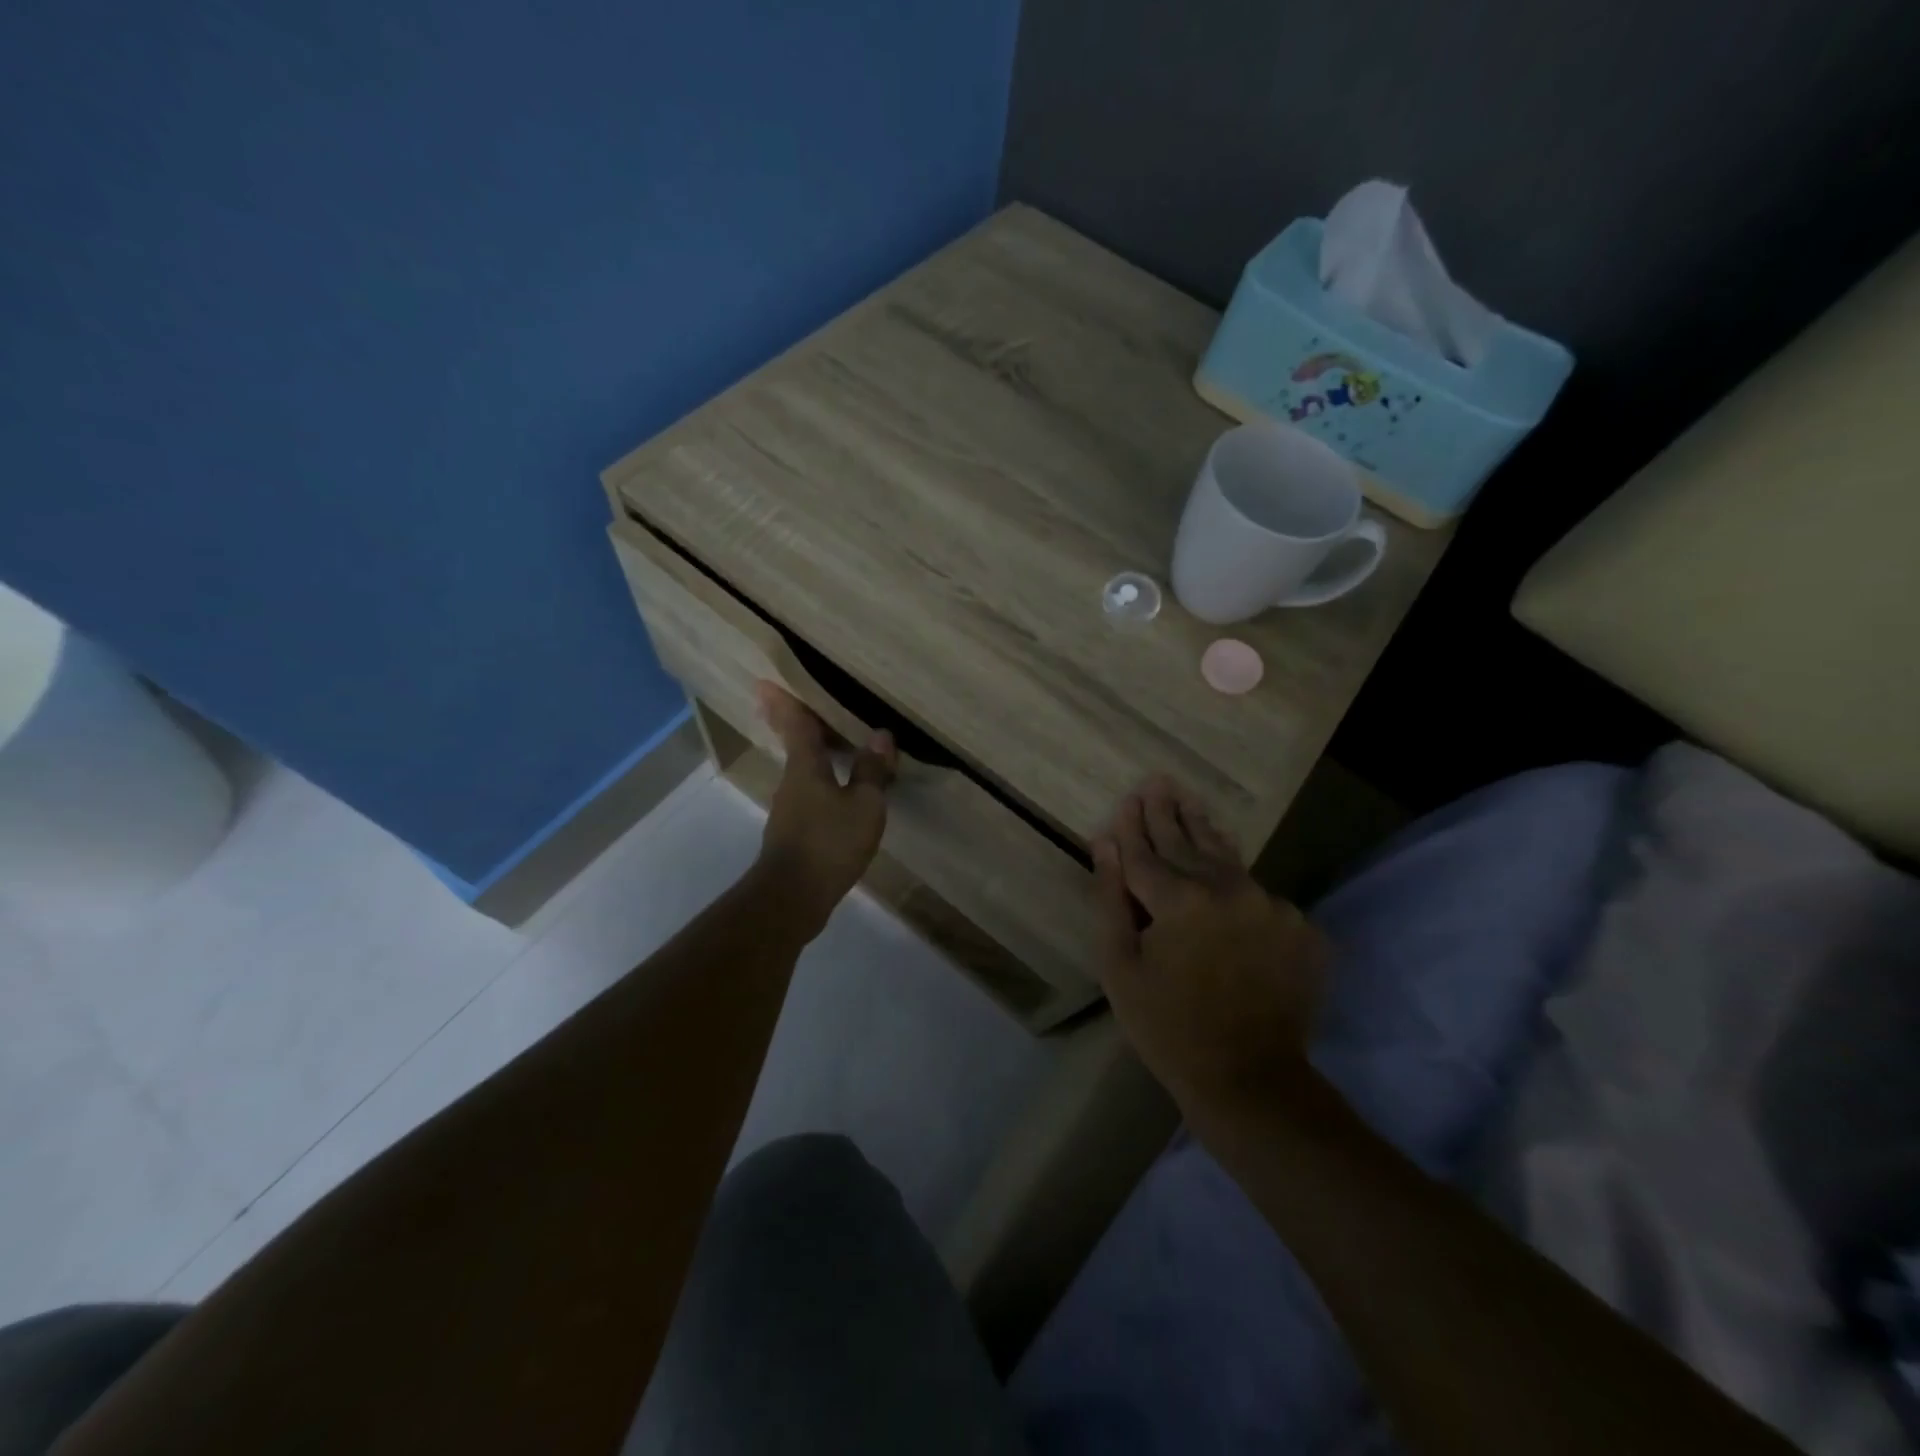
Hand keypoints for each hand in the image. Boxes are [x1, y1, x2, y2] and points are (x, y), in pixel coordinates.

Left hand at [753, 683, 896, 936]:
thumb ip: (872, 771)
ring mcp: (789, 808)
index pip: (795, 724)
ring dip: (814, 754)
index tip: (765, 681)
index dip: (785, 701)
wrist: (792, 898)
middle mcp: (792, 781)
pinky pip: (810, 793)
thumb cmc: (829, 843)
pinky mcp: (794, 832)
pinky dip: (823, 781)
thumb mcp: (864, 805)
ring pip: (803, 770)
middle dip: (795, 723)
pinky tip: (840, 790)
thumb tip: (881, 736)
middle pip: (796, 744)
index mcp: (805, 767)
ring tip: (834, 743)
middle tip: (797, 703)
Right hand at [1092, 777, 1327, 1119]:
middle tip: (1159, 783)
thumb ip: (1111, 898)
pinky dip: (1237, 884)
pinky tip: (1225, 874)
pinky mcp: (1301, 928)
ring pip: (1229, 860)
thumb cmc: (1168, 1027)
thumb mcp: (1120, 965)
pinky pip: (1259, 896)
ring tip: (1191, 804)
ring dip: (1205, 832)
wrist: (1250, 1080)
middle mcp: (1230, 889)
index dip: (1132, 826)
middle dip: (1168, 813)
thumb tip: (1105, 844)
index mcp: (1181, 898)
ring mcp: (1272, 906)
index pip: (1146, 851)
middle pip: (1189, 842)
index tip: (1128, 797)